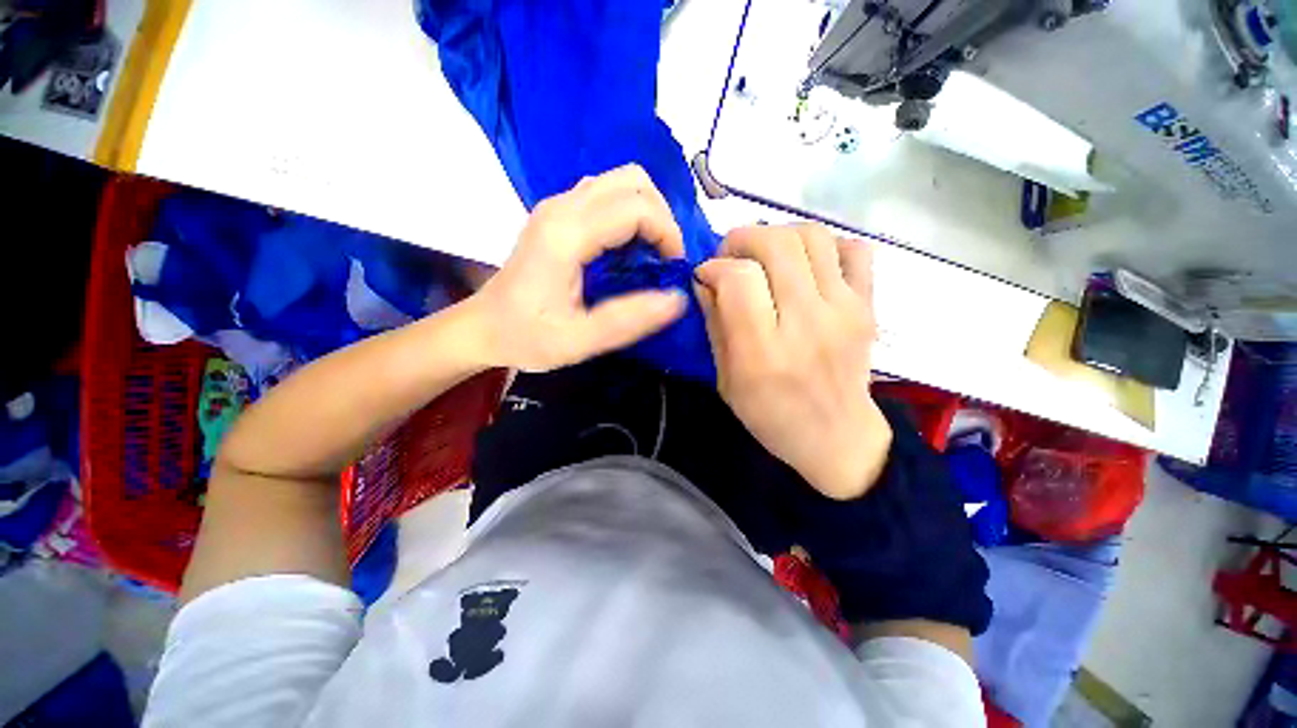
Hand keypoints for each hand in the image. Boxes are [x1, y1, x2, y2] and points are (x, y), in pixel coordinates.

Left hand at [466, 165, 688, 371]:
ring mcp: (557, 205)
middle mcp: (561, 207)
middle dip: (661, 216)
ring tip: (650, 253)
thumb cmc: (527, 337)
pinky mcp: (557, 213)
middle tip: (664, 258)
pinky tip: (627, 249)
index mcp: (566, 235)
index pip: (636, 208)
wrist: (483, 327)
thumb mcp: (580, 340)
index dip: (667, 233)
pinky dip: (629, 214)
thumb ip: (628, 320)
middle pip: (632, 180)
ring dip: (646, 212)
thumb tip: (677, 298)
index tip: (673, 269)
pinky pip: (606, 195)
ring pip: (620, 181)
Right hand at [694, 224, 890, 499]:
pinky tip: (807, 266)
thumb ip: (715, 323)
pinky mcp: (867, 305)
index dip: (714, 267)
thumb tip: (706, 278)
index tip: (706, 276)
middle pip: (776, 245)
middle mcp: (806, 322)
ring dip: (779, 235)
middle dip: (742, 239)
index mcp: (764, 350)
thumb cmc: (771, 415)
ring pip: (813, 235)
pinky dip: (826, 245)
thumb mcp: (726, 379)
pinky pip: (854, 249)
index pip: (738, 278)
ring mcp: (844, 309)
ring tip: (765, 256)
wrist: (837, 437)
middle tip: (731, 257)